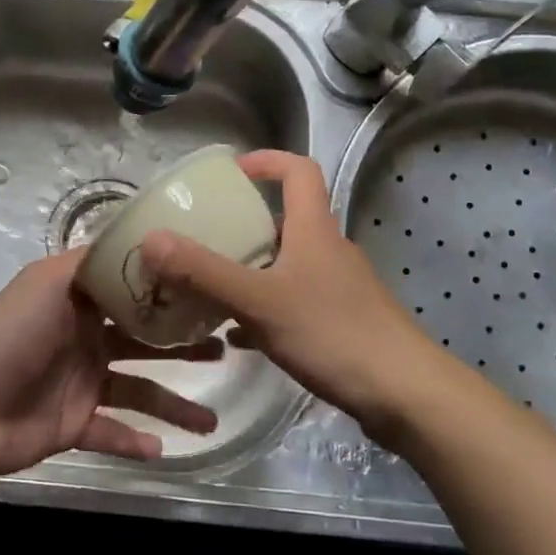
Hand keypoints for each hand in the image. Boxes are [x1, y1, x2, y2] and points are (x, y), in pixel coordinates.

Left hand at [0, 251, 220, 480]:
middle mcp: (86, 340)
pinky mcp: (75, 425)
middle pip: (145, 343)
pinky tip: (164, 451)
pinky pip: (112, 433)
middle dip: (183, 347)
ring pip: (139, 392)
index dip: (169, 294)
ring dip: (173, 406)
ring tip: (210, 422)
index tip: (209, 291)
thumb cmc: (11, 336)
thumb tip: (131, 236)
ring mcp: (82, 385)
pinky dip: (136, 443)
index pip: (133, 295)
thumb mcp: (48, 281)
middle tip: (223, 350)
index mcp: (80, 304)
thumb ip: (89, 261)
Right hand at [139, 150, 453, 442]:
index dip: (266, 161)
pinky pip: (295, 302)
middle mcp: (329, 249)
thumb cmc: (333, 333)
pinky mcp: (342, 320)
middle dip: (245, 223)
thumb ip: (204, 272)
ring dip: (252, 268)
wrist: (404, 393)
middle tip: (204, 237)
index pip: (298, 171)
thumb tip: (151, 238)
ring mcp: (339, 287)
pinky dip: (265, 308)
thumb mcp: (259, 301)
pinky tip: (238, 336)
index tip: (230, 172)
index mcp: (314, 229)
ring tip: (210, 287)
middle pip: (287, 219)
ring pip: (288, 264)